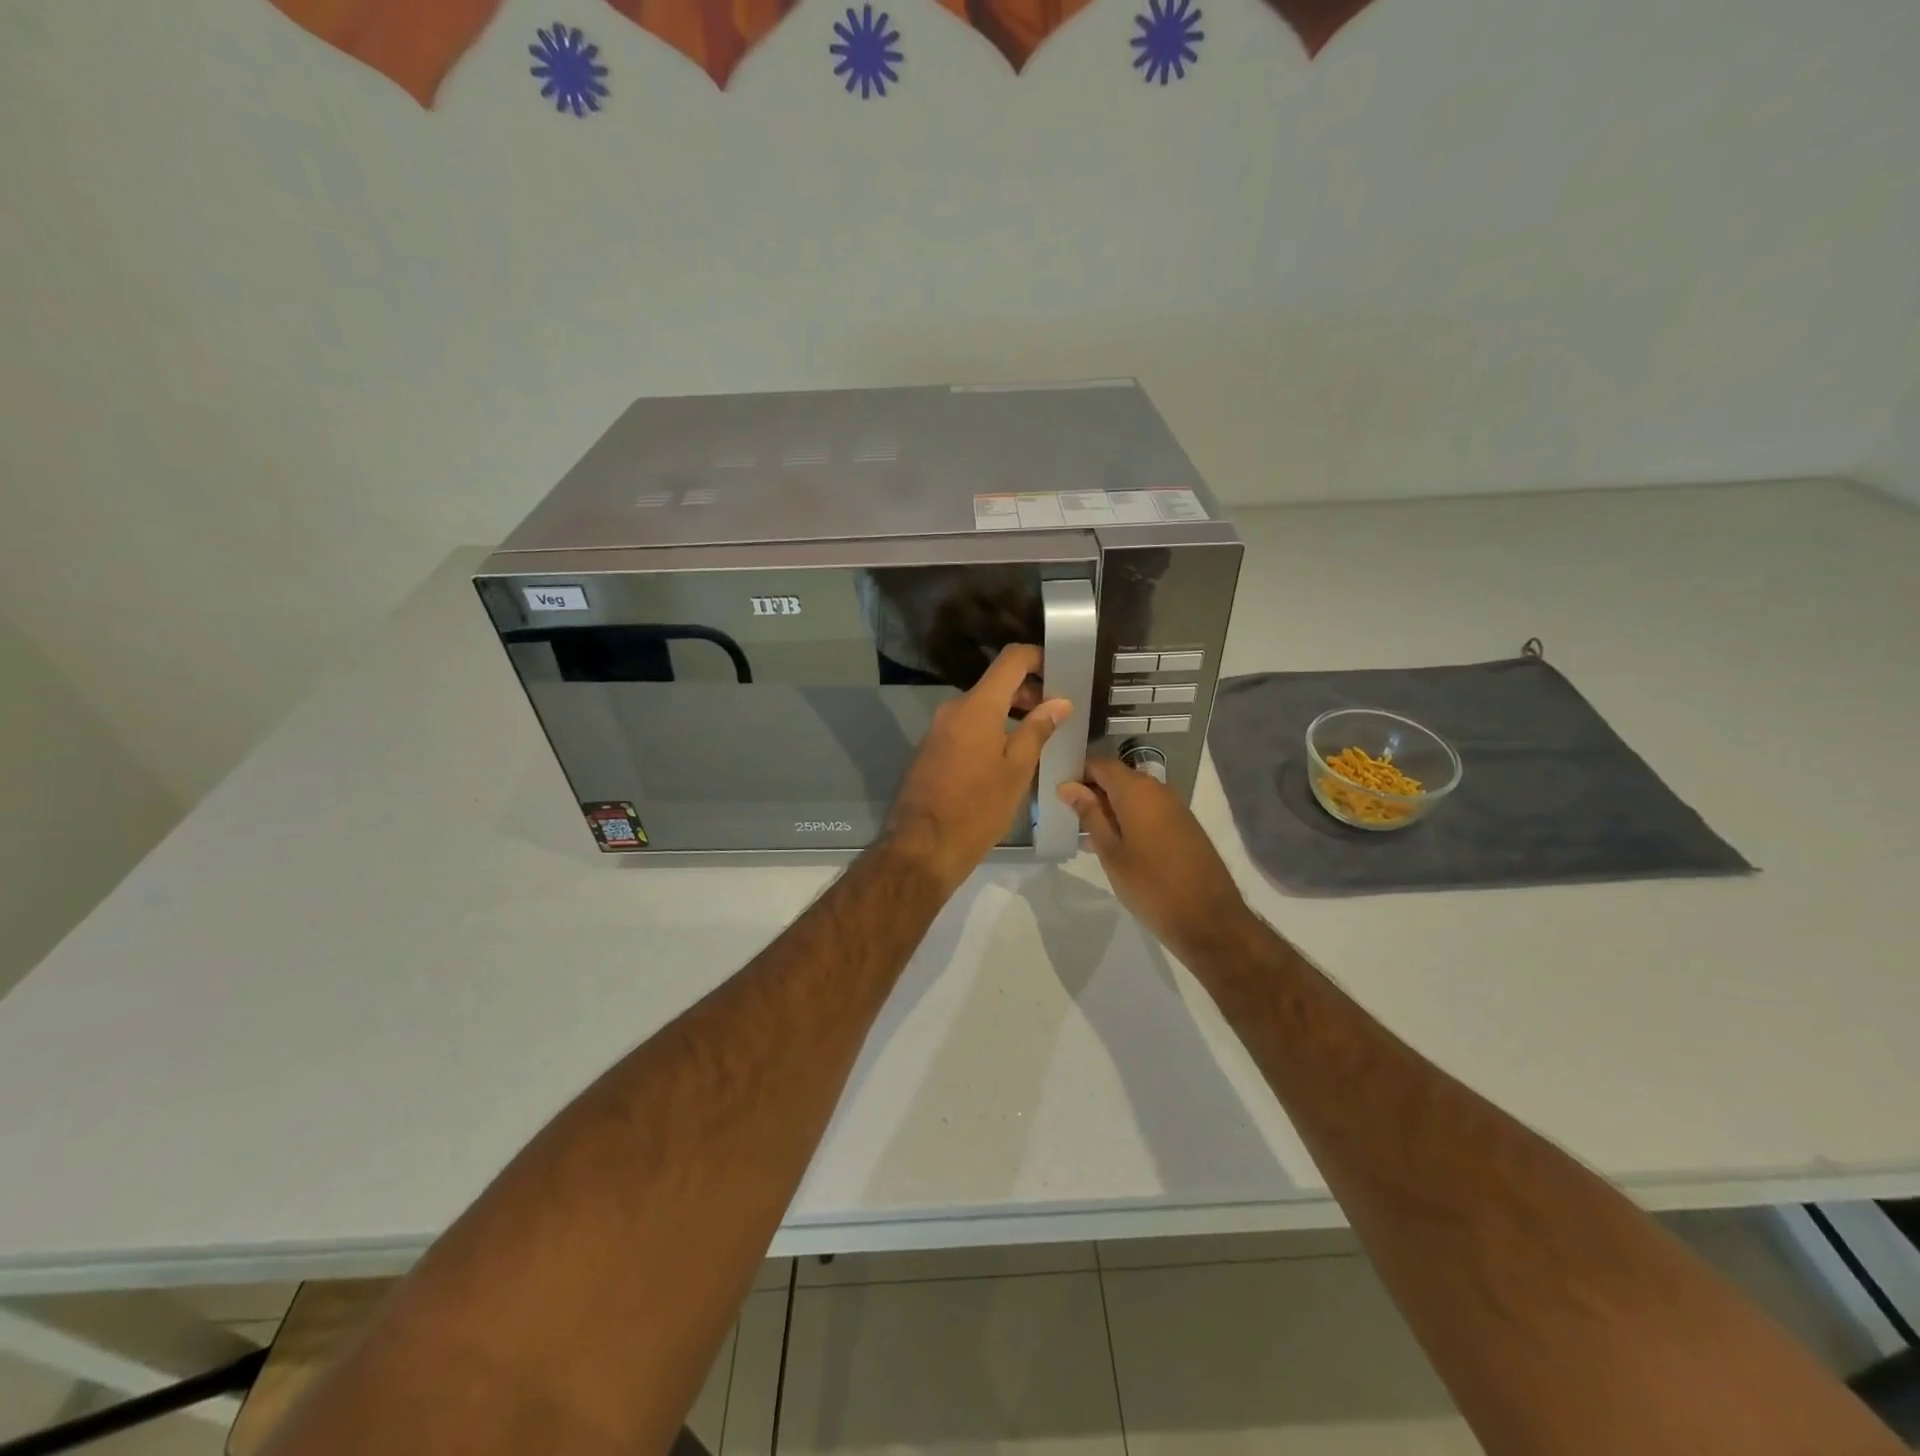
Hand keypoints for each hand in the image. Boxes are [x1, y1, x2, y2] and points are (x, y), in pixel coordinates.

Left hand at [884, 644, 1070, 895]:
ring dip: (1010, 714)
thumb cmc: (977, 808)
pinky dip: (991, 730)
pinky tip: (1009, 755)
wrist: (923, 846)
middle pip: (996, 684)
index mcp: (978, 706)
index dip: (1038, 658)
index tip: (1061, 672)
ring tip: (1039, 737)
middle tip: (1058, 715)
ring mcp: (939, 729)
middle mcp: (954, 709)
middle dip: (1028, 692)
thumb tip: (1059, 702)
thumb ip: (1038, 730)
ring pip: (982, 707)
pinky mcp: (932, 749)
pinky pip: (967, 727)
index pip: (1011, 659)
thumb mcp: (1017, 770)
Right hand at [1058, 759, 1251, 959]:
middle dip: (1091, 792)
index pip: (1100, 764)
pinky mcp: (1183, 825)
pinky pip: (1148, 811)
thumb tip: (1067, 786)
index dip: (1077, 773)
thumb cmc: (1150, 885)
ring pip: (1133, 796)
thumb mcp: (1111, 852)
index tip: (1057, 792)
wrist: (1208, 918)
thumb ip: (1089, 815)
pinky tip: (1113, 845)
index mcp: (1137, 790)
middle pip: (1117, 778)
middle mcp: (1158, 790)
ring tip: (1085, 835)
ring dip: (1109, 809)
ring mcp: (1174, 807)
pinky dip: (1128, 819)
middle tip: (1066, 815)